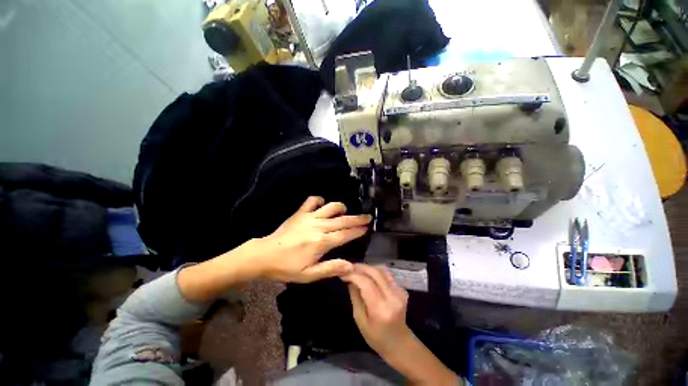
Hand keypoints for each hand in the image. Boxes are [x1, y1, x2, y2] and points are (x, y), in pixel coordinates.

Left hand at [255, 196, 370, 282]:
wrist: (265, 255)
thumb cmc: (287, 267)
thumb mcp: (309, 275)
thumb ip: (331, 268)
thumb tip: (351, 266)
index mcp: (322, 242)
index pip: (345, 234)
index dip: (357, 231)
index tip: (367, 228)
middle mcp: (319, 226)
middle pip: (343, 220)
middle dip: (357, 219)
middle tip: (367, 217)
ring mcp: (309, 217)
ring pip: (331, 207)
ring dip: (341, 207)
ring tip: (345, 211)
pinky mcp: (300, 213)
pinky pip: (312, 200)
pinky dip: (320, 200)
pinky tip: (322, 205)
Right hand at [342, 264, 411, 356]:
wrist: (399, 343)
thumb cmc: (376, 337)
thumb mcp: (360, 320)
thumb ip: (355, 297)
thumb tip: (350, 279)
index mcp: (381, 309)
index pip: (366, 283)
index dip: (353, 275)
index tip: (342, 273)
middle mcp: (393, 297)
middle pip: (375, 273)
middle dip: (359, 267)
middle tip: (348, 267)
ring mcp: (400, 292)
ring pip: (381, 270)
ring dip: (367, 267)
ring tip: (356, 269)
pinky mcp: (402, 289)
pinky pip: (386, 274)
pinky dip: (375, 271)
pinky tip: (367, 275)